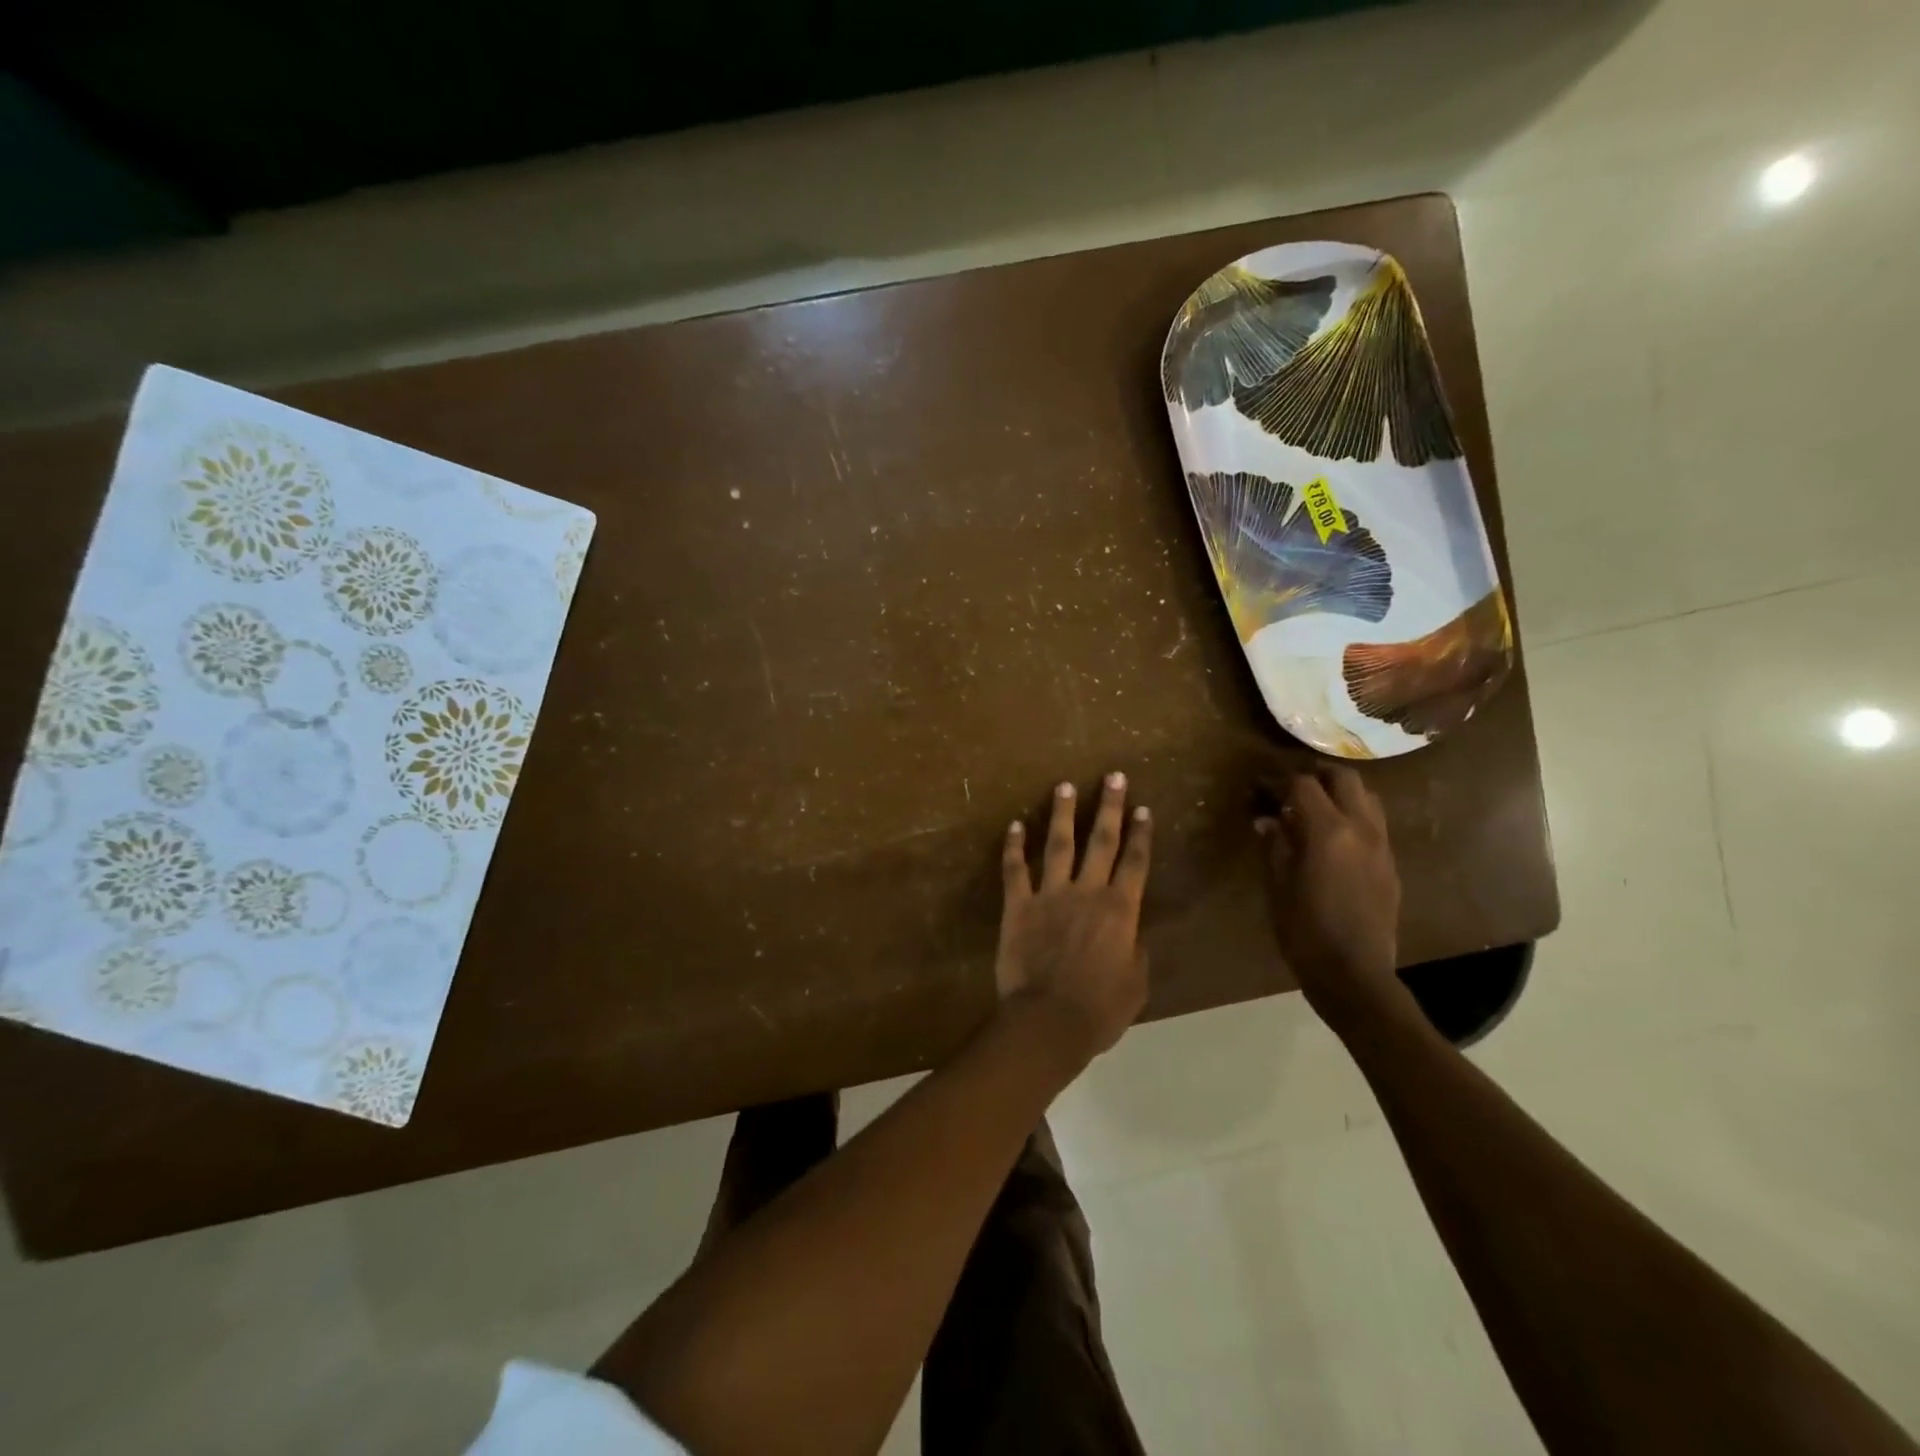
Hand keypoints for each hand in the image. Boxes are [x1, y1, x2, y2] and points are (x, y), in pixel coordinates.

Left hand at [997, 773, 1152, 1062]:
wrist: (1047, 1022)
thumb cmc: (1099, 1010)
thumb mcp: (1135, 984)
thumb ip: (1136, 950)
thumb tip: (1132, 932)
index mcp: (1119, 910)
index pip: (1135, 862)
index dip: (1141, 834)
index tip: (1143, 808)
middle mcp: (1087, 892)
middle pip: (1101, 841)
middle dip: (1109, 807)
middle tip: (1113, 777)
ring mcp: (1050, 895)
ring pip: (1058, 845)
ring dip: (1063, 814)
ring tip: (1065, 786)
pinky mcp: (1018, 906)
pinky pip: (1015, 870)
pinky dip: (1014, 847)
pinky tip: (1015, 825)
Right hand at [1256, 768, 1404, 1030]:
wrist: (1355, 974)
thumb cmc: (1304, 931)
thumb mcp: (1277, 886)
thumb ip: (1275, 845)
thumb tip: (1268, 820)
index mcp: (1327, 831)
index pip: (1303, 784)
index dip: (1279, 782)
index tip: (1261, 790)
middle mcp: (1361, 828)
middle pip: (1344, 777)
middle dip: (1315, 776)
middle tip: (1291, 792)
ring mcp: (1382, 845)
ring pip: (1367, 796)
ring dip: (1340, 794)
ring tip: (1315, 811)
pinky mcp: (1391, 864)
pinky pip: (1375, 824)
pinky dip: (1353, 817)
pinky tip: (1333, 840)